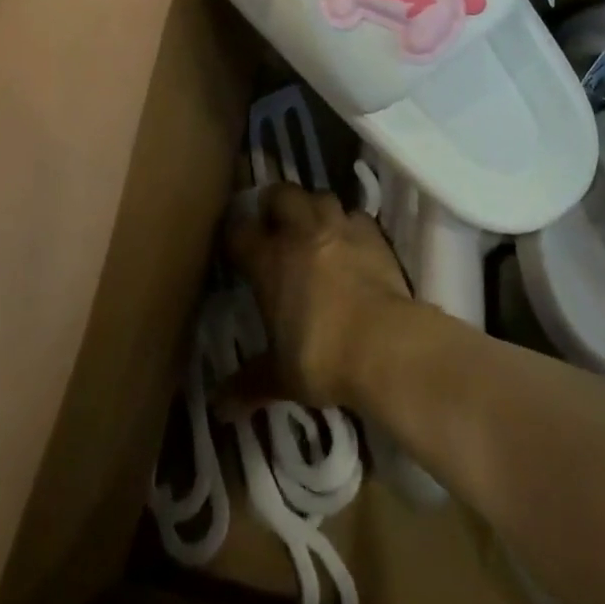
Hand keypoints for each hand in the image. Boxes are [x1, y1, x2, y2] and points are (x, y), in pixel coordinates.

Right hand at [224, 182, 410, 409]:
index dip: (235, 236)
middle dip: (275, 204)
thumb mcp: (281, 377)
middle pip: (281, 194)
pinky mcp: (371, 234)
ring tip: (313, 227)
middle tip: (275, 224)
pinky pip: (355, 215)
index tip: (236, 247)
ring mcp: (338, 228)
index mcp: (269, 260)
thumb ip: (249, 384)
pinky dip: (349, 224)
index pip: (239, 232)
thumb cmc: (324, 359)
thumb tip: (218, 409)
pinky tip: (350, 242)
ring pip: (319, 196)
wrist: (386, 346)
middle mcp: (300, 232)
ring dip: (313, 207)